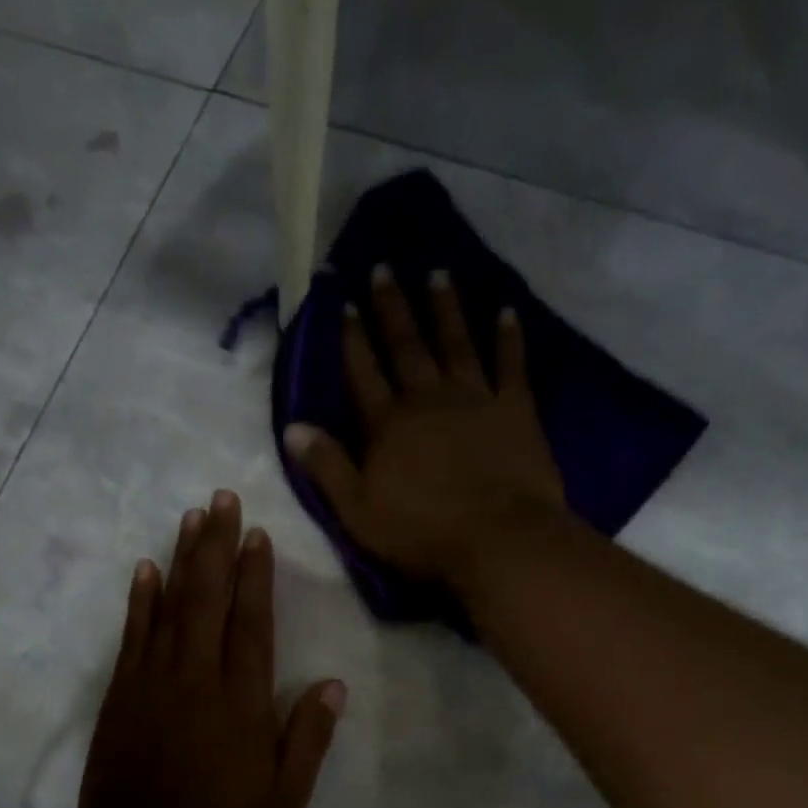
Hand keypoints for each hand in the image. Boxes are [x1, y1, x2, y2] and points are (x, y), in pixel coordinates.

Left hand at [79, 491, 345, 807]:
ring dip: (182, 560)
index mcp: (240, 704)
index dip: (256, 575)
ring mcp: (152, 684)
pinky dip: (140, 601)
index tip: (257, 533)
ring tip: (192, 518)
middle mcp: (195, 680)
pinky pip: (132, 636)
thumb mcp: (282, 802)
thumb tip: (333, 684)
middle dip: (216, 546)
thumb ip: (307, 740)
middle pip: (208, 600)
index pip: (251, 624)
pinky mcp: (121, 696)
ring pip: (170, 608)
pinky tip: (146, 570)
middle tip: (221, 500)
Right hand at [282, 265, 565, 589]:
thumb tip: (292, 428)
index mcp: (387, 424)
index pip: (363, 372)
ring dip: (445, 308)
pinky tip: (506, 311)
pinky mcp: (516, 409)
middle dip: (392, 308)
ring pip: (456, 343)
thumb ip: (326, 466)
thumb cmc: (422, 533)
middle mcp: (428, 399)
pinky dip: (508, 337)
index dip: (352, 338)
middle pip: (406, 346)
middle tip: (383, 268)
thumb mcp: (357, 510)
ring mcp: (475, 399)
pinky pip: (511, 364)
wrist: (499, 540)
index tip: (344, 302)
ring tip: (437, 274)